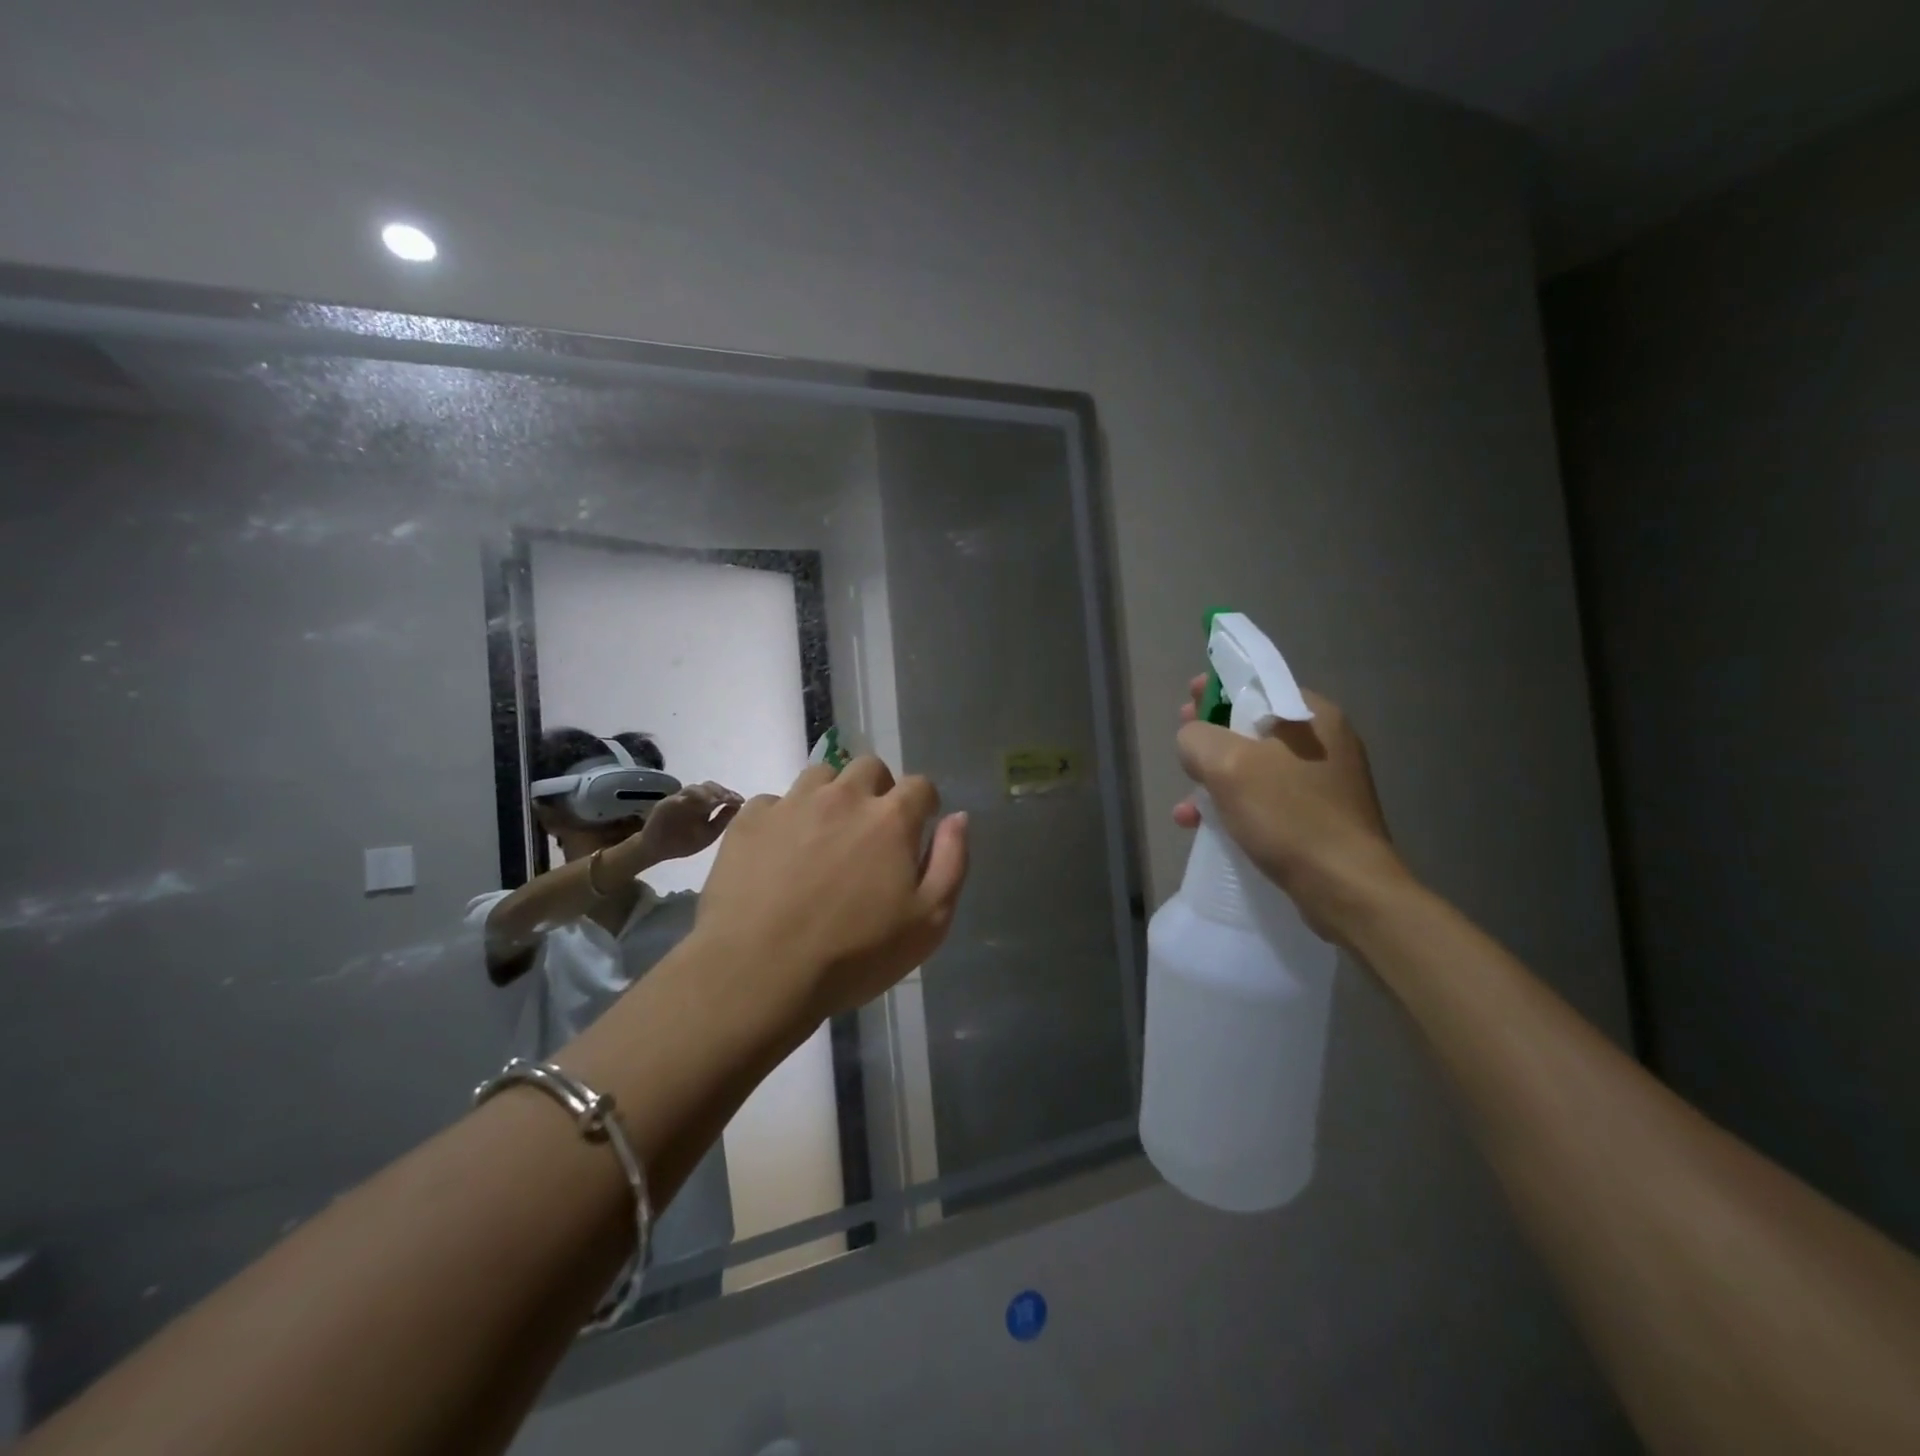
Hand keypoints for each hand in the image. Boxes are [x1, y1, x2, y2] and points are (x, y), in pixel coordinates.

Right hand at [628, 782, 743, 864]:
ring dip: (705, 793)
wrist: (657, 850)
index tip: (740, 800)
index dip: (730, 794)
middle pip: (707, 787)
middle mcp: (692, 799)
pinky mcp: (664, 805)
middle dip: (719, 791)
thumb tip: (739, 806)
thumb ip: (723, 820)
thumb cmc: (684, 842)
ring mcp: (677, 800)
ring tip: (714, 800)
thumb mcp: (709, 833)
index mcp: (704, 805)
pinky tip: (693, 802)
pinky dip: (684, 799)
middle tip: (728, 798)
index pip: (719, 793)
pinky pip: (674, 799)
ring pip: (692, 789)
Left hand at [694, 757, 968, 1020]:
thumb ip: (951, 862)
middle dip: (878, 790)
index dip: (923, 804)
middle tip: (870, 830)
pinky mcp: (748, 820)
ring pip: (820, 776)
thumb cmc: (853, 955)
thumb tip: (958, 817)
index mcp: (890, 818)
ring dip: (831, 795)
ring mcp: (791, 804)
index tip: (918, 827)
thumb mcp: (928, 922)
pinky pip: (772, 801)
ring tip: (823, 835)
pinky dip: (782, 818)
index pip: (920, 785)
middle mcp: (843, 797)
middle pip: (869, 767)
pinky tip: (778, 853)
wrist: (758, 975)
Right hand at [1173, 675, 1407, 942]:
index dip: (1216, 689)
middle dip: (1211, 741)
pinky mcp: (1321, 816)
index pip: (1257, 684)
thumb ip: (1197, 737)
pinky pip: (1267, 798)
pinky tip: (1206, 828)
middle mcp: (1325, 741)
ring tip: (1186, 807)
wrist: (1346, 887)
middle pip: (1252, 726)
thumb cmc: (1288, 815)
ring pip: (1256, 767)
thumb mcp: (1227, 764)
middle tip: (1184, 754)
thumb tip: (1192, 739)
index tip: (1187, 703)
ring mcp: (1325, 781)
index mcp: (1313, 714)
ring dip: (1217, 781)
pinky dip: (1236, 806)